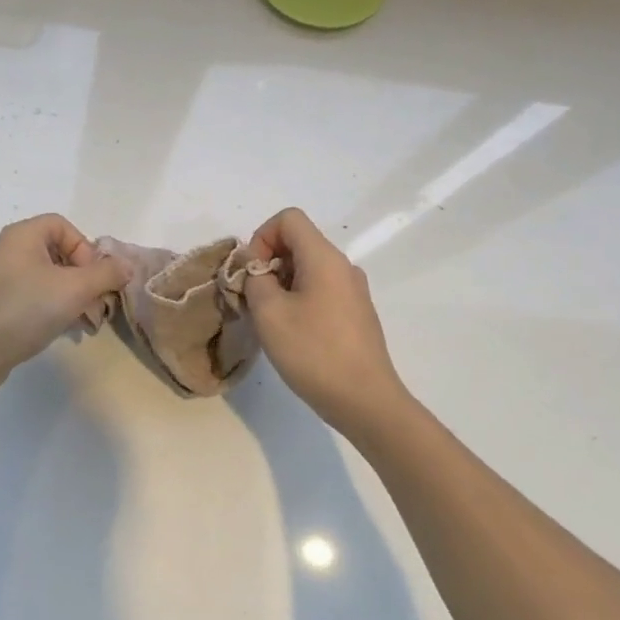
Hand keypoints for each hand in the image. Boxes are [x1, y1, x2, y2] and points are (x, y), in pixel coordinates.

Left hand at [0, 214, 130, 397]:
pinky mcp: (2, 306)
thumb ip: (106, 274)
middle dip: (86, 279)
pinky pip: (37, 299)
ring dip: (76, 298)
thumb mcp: (74, 289)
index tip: (93, 278)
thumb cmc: (26, 308)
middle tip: (99, 306)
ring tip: (89, 324)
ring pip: (51, 280)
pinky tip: (69, 331)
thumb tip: (126, 265)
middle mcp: (12, 251)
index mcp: (24, 236)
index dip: (85, 248)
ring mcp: (5, 280)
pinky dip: (56, 310)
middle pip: (61, 254)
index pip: (64, 227)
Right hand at [242, 207, 409, 437]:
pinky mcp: (356, 315)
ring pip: (307, 268)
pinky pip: (320, 290)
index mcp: (324, 258)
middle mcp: (343, 266)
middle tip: (254, 299)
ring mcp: (353, 291)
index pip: (288, 218)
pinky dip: (299, 300)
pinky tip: (293, 335)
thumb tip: (257, 271)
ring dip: (281, 284)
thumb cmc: (314, 352)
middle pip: (298, 242)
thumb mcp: (269, 313)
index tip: (253, 272)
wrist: (366, 401)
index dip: (262, 236)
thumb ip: (254, 280)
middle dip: (268, 262)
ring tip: (271, 320)